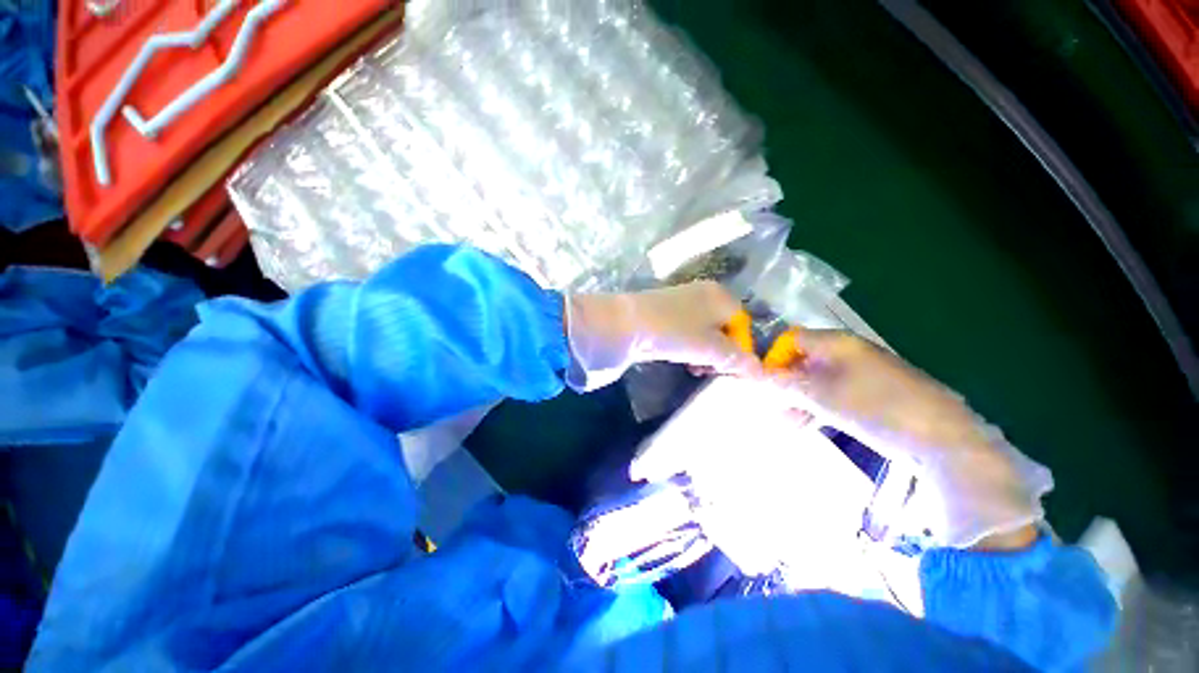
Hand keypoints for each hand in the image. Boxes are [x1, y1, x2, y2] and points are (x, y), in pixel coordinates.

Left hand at [566, 281, 759, 390]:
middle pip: (724, 329)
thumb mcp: (712, 348)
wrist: (625, 324)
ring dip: (704, 354)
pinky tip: (680, 360)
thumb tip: (761, 374)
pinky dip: (687, 348)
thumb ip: (738, 360)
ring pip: (704, 333)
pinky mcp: (663, 314)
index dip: (741, 350)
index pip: (743, 325)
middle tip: (711, 371)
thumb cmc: (675, 332)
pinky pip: (686, 333)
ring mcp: (681, 303)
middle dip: (721, 354)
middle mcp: (703, 294)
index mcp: (720, 296)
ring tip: (695, 369)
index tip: (731, 371)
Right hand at [767, 330, 985, 460]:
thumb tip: (753, 377)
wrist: (941, 438)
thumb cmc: (875, 408)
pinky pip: (831, 395)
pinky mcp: (868, 395)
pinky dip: (814, 408)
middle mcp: (844, 353)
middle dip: (781, 384)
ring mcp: (858, 374)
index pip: (790, 339)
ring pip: (814, 381)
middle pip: (800, 361)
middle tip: (768, 406)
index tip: (760, 382)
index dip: (772, 358)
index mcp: (835, 343)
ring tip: (784, 423)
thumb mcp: (822, 396)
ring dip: (795, 399)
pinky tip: (804, 425)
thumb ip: (784, 385)